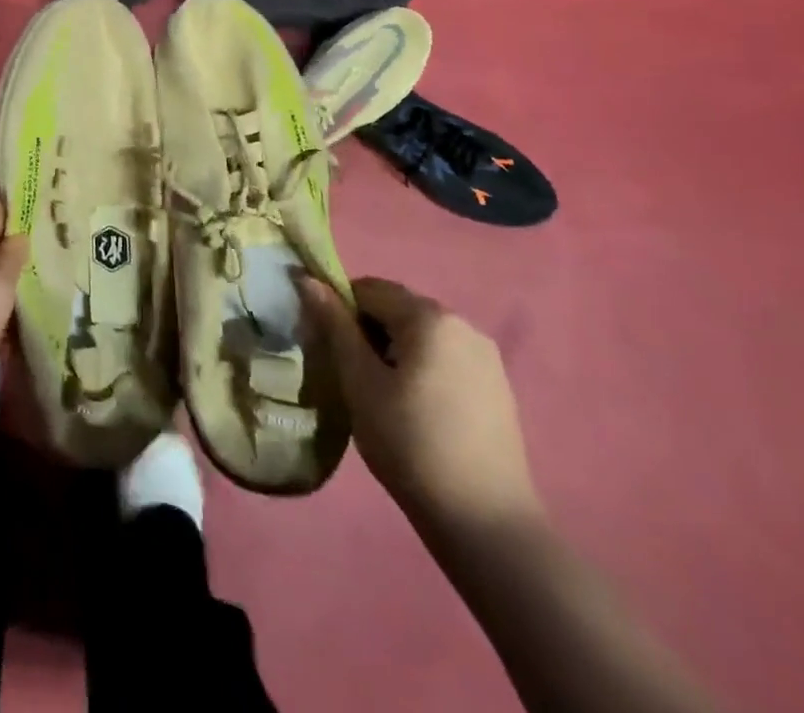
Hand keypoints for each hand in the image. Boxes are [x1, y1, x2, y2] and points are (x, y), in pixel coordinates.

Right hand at [301, 276, 540, 533]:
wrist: (486, 524)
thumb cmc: (410, 444)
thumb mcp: (359, 381)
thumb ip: (334, 326)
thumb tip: (306, 279)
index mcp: (429, 317)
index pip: (367, 289)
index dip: (339, 311)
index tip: (328, 350)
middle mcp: (462, 324)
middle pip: (395, 308)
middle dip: (366, 331)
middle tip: (350, 376)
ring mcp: (486, 356)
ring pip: (419, 334)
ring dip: (392, 351)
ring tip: (381, 397)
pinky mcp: (497, 387)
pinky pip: (443, 358)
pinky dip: (420, 369)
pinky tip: (415, 411)